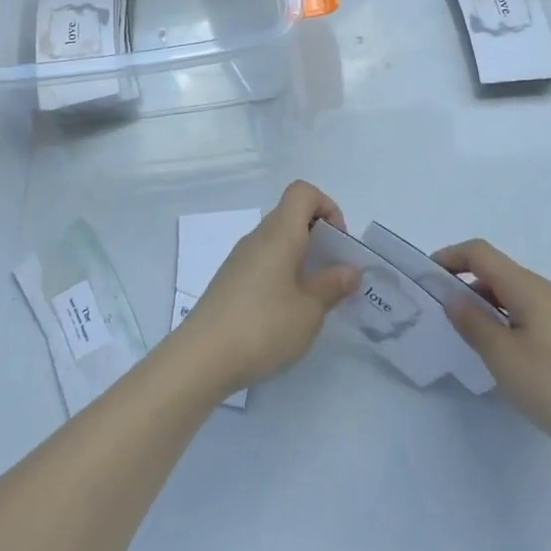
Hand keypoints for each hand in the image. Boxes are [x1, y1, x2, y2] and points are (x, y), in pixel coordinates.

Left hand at [174, 181, 360, 393]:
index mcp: (279, 233)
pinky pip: (263, 262)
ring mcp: (239, 259)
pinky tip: (286, 312)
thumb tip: (349, 270)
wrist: (201, 358)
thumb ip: (332, 286)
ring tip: (313, 299)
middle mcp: (257, 238)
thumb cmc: (262, 326)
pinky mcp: (229, 281)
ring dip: (300, 259)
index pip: (302, 192)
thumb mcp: (309, 310)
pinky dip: (282, 275)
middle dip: (319, 238)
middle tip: (333, 275)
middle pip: (291, 216)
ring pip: (277, 242)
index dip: (327, 207)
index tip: (338, 244)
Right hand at [437, 239, 550, 478]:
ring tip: (476, 339)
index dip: (451, 256)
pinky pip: (538, 314)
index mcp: (529, 288)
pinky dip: (513, 320)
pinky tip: (513, 356)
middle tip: (446, 314)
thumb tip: (454, 298)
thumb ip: (473, 324)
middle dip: (468, 285)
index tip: (428, 276)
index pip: (481, 253)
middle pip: (501, 273)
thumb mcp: (504, 358)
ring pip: (520, 295)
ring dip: (491, 305)